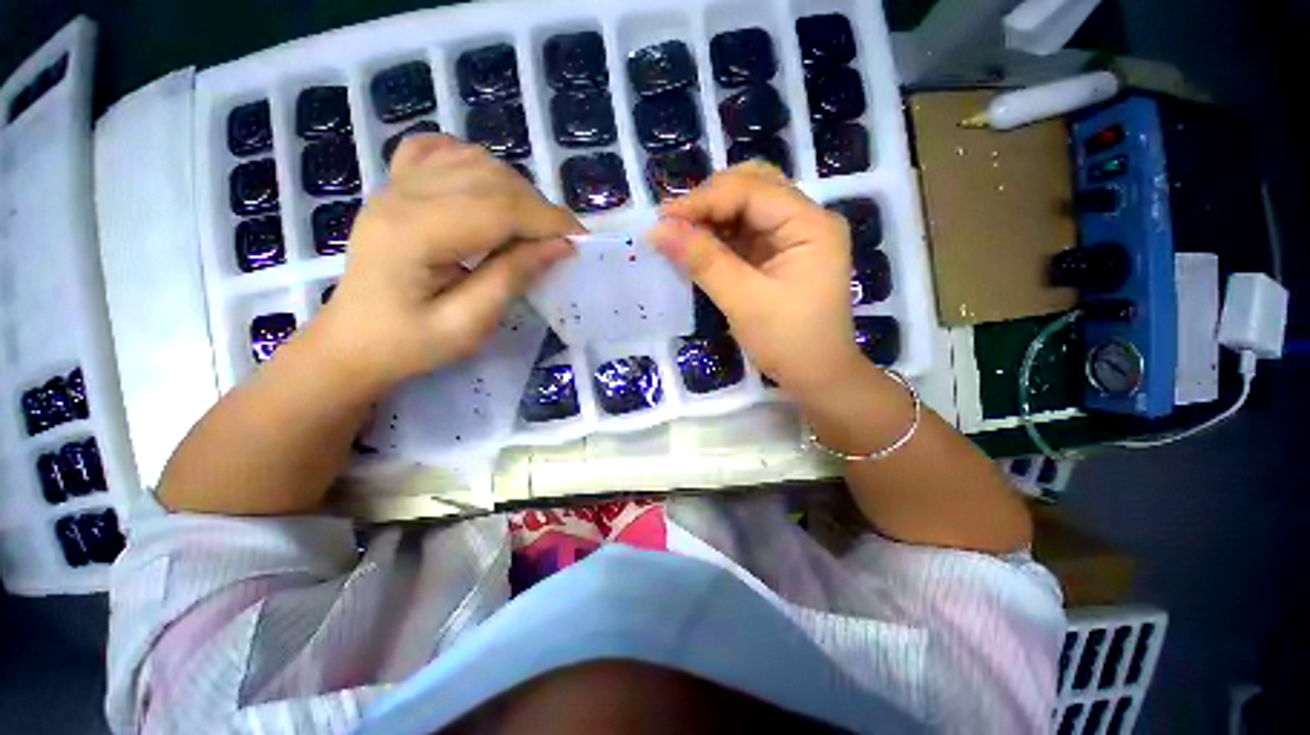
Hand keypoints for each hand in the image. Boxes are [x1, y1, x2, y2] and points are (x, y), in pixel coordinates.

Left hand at [306, 136, 579, 392]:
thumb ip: (511, 280)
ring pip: (473, 160)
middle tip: (560, 241)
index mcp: (414, 233)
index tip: (581, 241)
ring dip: (515, 188)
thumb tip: (559, 247)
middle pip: (490, 178)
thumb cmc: (408, 345)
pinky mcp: (396, 187)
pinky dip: (476, 163)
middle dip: (538, 207)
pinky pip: (440, 151)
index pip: (498, 207)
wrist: (352, 342)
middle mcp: (402, 195)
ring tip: (532, 225)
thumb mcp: (466, 326)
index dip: (547, 220)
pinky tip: (489, 188)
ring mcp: (395, 185)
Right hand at [648, 163, 861, 400]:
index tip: (663, 218)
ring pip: (746, 208)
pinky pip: (744, 233)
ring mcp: (793, 237)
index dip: (705, 199)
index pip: (752, 190)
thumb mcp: (743, 301)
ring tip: (679, 234)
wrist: (818, 377)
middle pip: (753, 186)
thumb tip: (657, 230)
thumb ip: (703, 261)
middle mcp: (805, 220)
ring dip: (711, 217)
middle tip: (673, 223)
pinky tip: (697, 246)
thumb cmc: (789, 342)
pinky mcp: (779, 255)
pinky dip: (718, 237)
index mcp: (810, 224)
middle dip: (710, 200)